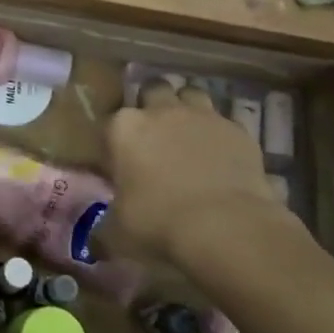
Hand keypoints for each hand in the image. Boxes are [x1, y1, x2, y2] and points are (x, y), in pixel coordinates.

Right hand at [104, 81, 300, 269]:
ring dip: (187, 108)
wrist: (226, 226)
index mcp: (124, 128)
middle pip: (153, 89)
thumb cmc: (160, 223)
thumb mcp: (120, 231)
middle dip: (153, 105)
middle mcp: (161, 110)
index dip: (116, 141)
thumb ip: (106, 227)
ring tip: (189, 134)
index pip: (111, 122)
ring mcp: (202, 116)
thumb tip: (96, 243)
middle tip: (156, 135)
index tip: (120, 162)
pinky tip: (221, 155)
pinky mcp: (237, 129)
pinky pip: (225, 121)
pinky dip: (220, 133)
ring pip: (191, 93)